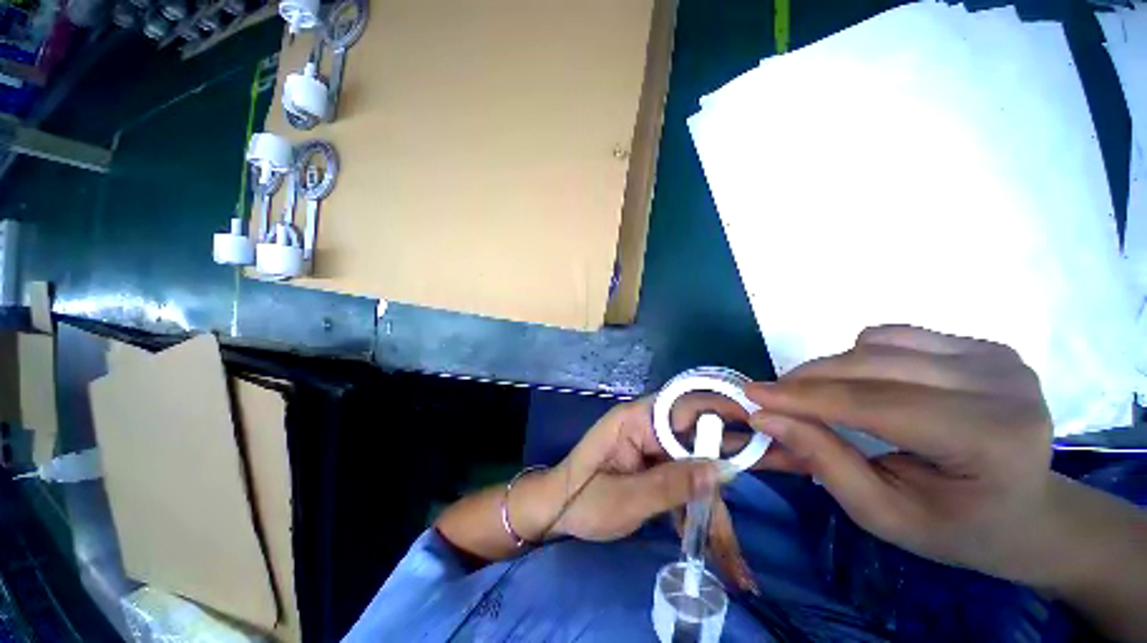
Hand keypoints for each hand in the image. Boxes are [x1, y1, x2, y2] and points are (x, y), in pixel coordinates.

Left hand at [539, 396, 780, 591]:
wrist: (554, 512)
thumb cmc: (583, 500)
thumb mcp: (628, 498)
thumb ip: (673, 484)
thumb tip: (723, 471)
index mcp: (636, 419)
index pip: (685, 405)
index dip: (722, 410)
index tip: (759, 426)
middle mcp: (647, 427)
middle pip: (696, 442)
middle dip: (724, 473)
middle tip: (762, 491)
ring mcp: (650, 448)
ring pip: (693, 468)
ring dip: (712, 506)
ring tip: (736, 559)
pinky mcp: (651, 467)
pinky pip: (682, 481)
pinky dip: (696, 510)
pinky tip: (710, 547)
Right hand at [745, 325, 1060, 583]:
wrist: (1030, 513)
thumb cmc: (958, 527)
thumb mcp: (885, 515)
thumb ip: (825, 462)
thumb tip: (767, 418)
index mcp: (990, 440)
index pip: (877, 405)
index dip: (805, 398)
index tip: (753, 394)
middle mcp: (1000, 384)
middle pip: (872, 365)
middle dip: (808, 379)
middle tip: (773, 398)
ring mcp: (995, 358)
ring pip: (878, 344)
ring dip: (834, 369)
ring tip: (825, 399)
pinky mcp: (983, 346)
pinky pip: (896, 335)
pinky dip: (863, 356)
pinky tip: (870, 384)